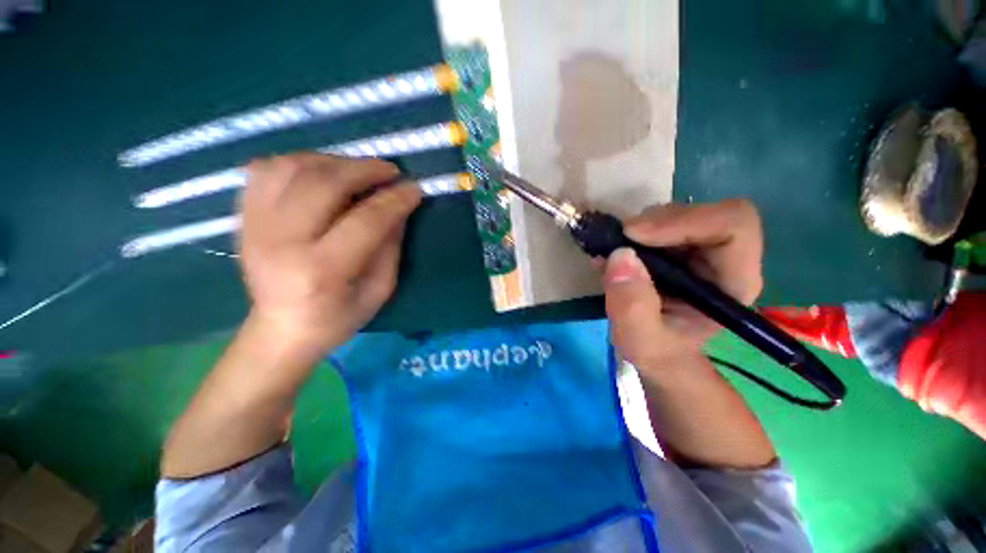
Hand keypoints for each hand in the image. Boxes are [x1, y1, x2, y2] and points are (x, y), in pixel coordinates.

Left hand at [238, 153, 420, 357]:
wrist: (281, 330)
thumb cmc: (337, 317)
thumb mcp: (379, 290)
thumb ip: (390, 247)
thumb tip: (400, 208)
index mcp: (322, 271)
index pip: (365, 221)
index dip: (395, 200)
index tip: (414, 189)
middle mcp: (282, 242)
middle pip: (324, 185)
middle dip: (364, 170)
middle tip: (390, 171)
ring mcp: (255, 226)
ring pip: (291, 168)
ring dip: (332, 161)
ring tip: (357, 170)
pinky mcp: (243, 218)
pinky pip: (264, 170)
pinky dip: (296, 162)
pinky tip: (320, 172)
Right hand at [603, 200, 763, 369]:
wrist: (657, 350)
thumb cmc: (658, 351)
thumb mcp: (640, 341)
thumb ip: (632, 307)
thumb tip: (620, 255)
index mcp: (732, 282)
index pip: (732, 225)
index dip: (684, 221)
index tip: (634, 235)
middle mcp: (723, 259)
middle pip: (703, 213)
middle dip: (655, 223)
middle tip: (619, 241)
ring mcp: (699, 249)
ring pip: (677, 214)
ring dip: (640, 228)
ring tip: (615, 255)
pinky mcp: (677, 246)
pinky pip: (657, 223)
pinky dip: (632, 233)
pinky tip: (617, 255)